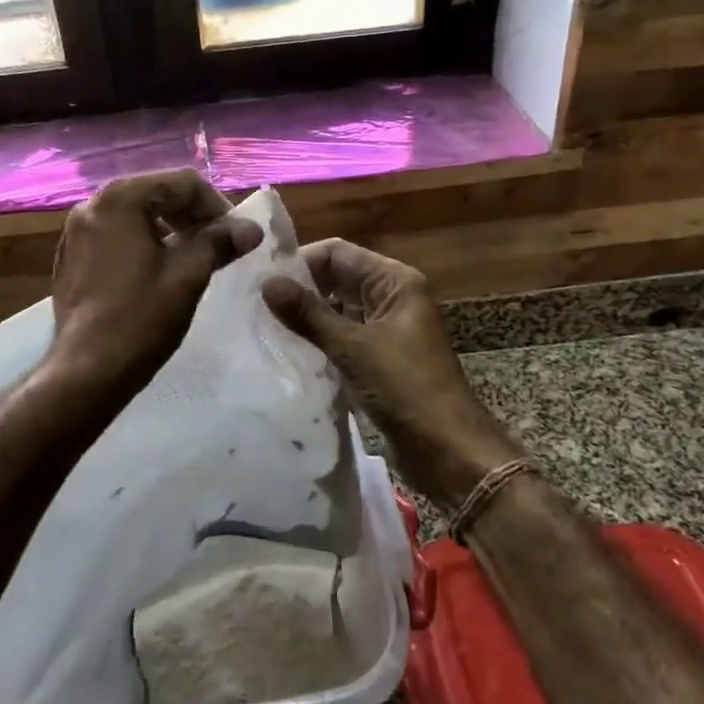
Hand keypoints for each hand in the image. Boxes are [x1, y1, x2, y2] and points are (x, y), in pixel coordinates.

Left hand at [50, 170, 261, 393]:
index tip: (235, 236)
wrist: (87, 371)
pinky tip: (158, 273)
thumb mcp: (188, 276)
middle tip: (219, 245)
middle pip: (156, 194)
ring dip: (169, 230)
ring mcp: (75, 232)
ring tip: (193, 259)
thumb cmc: (140, 318)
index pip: (182, 183)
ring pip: (135, 216)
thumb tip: (251, 229)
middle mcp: (92, 205)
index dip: (217, 206)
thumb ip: (219, 242)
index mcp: (120, 199)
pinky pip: (115, 237)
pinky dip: (142, 244)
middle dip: (192, 216)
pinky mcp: (70, 258)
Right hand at [262, 240, 512, 508]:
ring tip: (264, 324)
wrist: (448, 450)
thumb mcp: (353, 348)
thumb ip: (309, 314)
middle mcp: (392, 297)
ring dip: (307, 315)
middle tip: (255, 302)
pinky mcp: (380, 357)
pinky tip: (289, 349)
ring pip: (339, 308)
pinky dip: (319, 339)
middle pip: (338, 278)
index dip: (300, 261)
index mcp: (395, 281)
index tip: (260, 278)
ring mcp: (387, 328)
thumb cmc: (405, 388)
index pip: (338, 253)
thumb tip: (267, 284)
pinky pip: (343, 336)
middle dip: (301, 288)